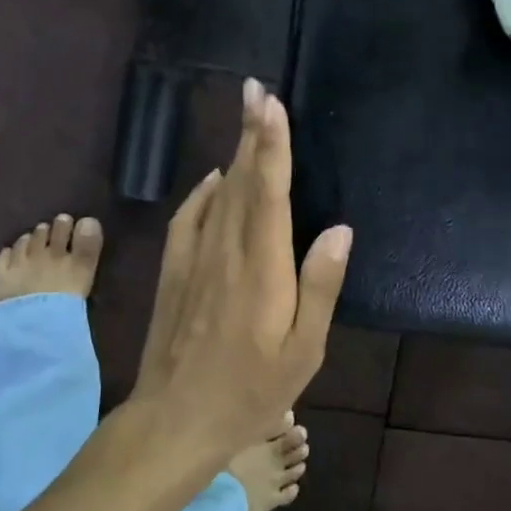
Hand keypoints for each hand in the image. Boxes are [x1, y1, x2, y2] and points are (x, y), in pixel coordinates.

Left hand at [130, 78, 352, 468]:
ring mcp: (193, 259)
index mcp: (262, 268)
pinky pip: (188, 217)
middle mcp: (225, 251)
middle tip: (257, 90)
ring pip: (217, 194)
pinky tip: (214, 179)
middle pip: (241, 180)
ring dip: (232, 155)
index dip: (270, 143)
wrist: (174, 419)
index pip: (268, 191)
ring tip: (246, 121)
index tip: (270, 102)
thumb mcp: (303, 352)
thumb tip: (338, 229)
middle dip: (251, 133)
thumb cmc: (250, 391)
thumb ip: (320, 286)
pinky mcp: (172, 272)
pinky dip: (202, 192)